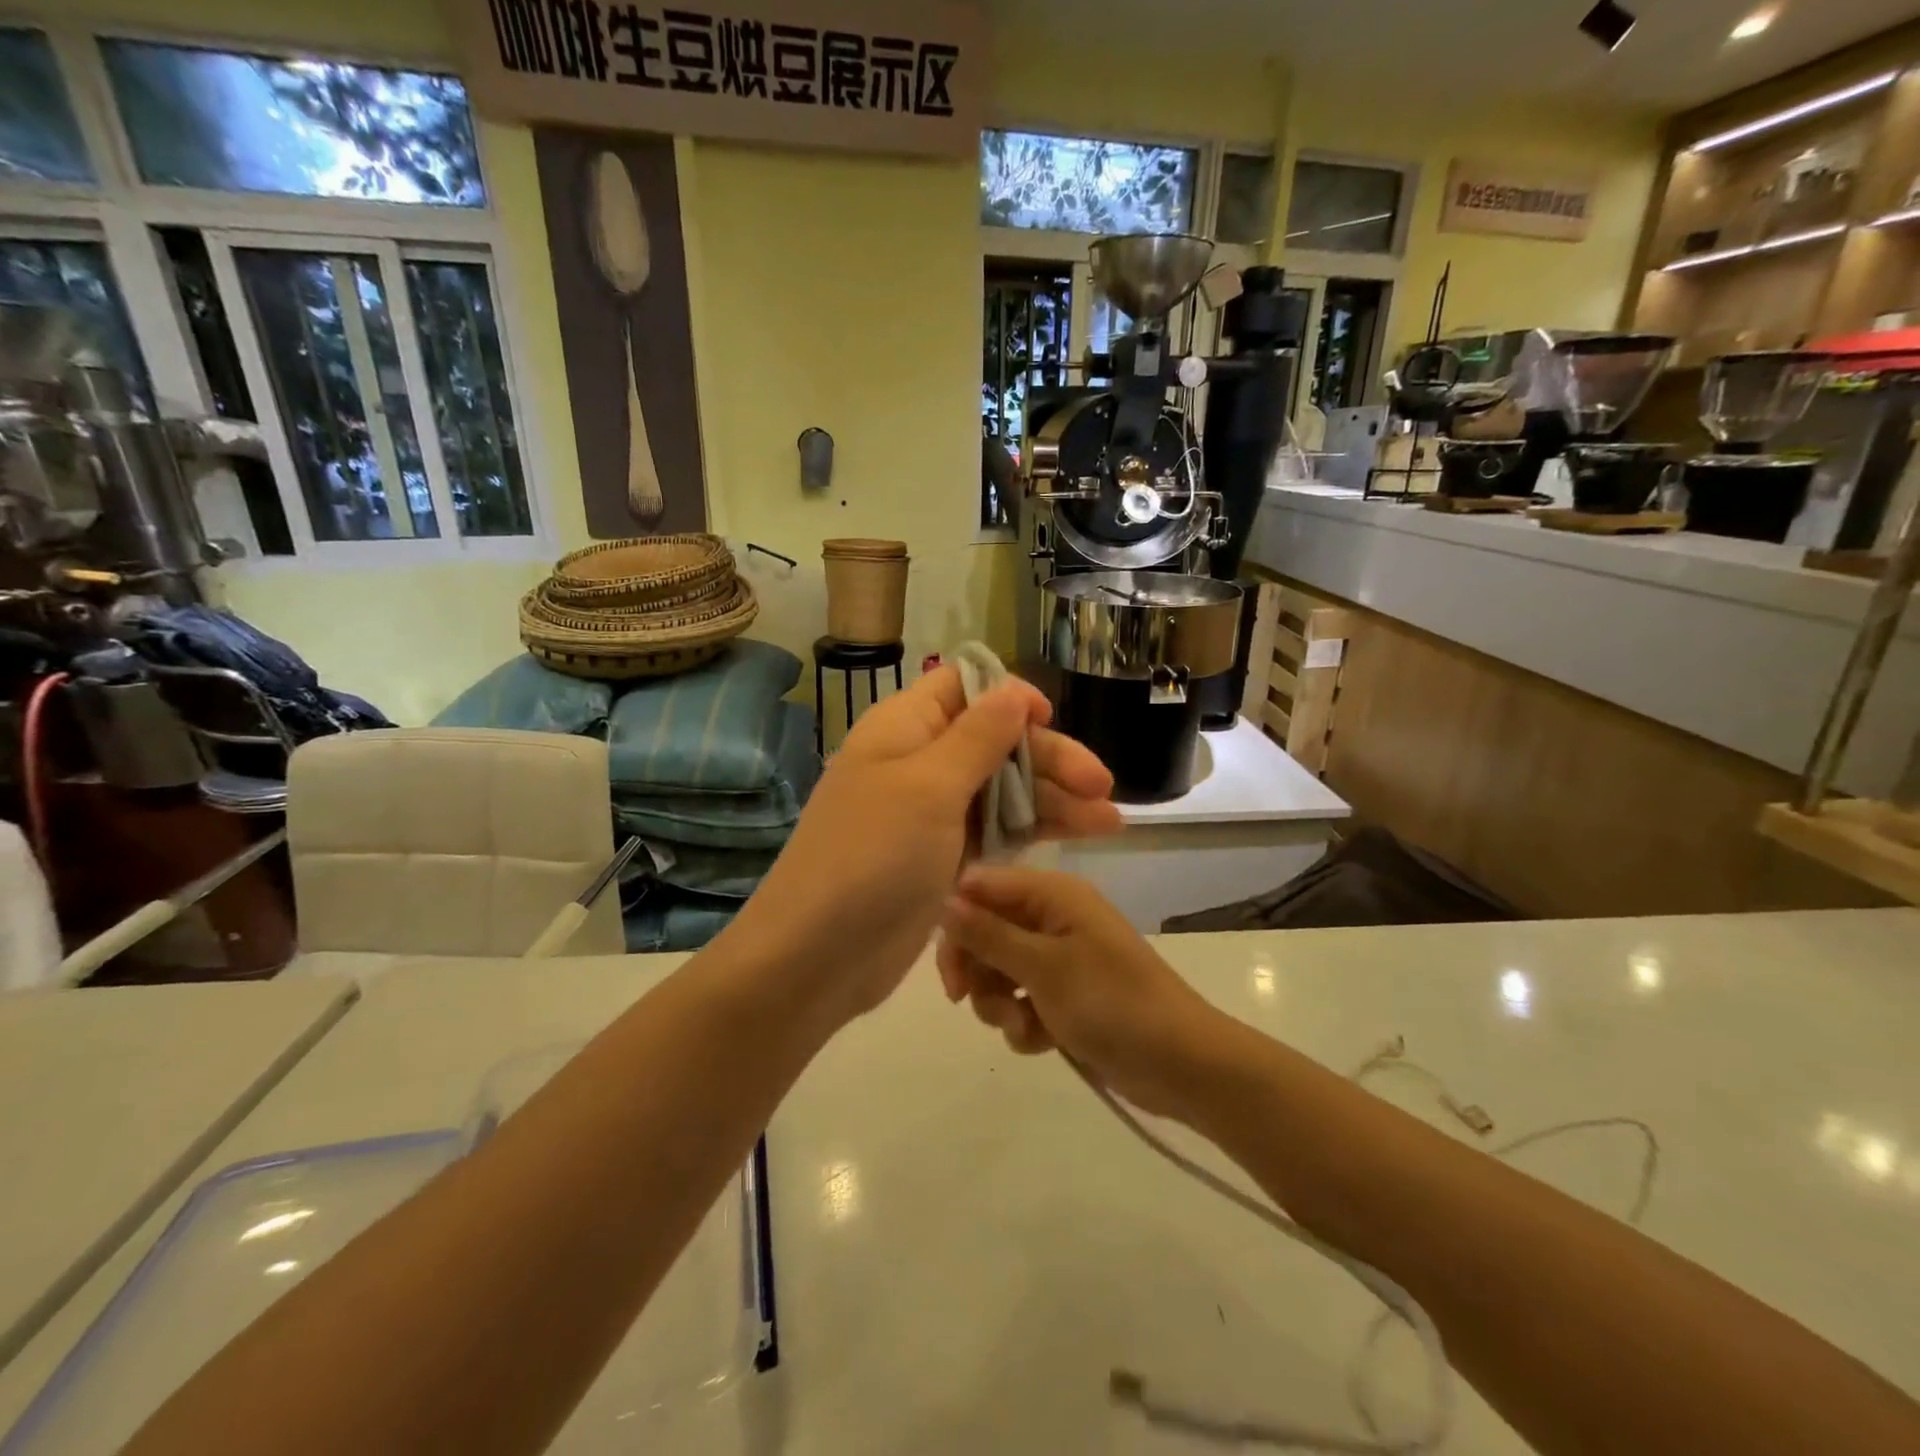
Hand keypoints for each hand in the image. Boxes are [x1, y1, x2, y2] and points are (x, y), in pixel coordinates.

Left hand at [729, 664, 1121, 1025]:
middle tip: (1102, 786)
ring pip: (1002, 789)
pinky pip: (995, 830)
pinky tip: (1079, 836)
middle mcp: (918, 762)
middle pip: (994, 742)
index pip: (962, 687)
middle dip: (1048, 758)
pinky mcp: (942, 857)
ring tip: (1111, 821)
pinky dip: (1033, 831)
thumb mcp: (929, 787)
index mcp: (904, 729)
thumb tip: (1013, 690)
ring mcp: (930, 814)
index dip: (1008, 697)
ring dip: (1053, 799)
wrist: (819, 955)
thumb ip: (978, 736)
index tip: (1050, 720)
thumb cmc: (873, 856)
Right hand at [937, 866, 1228, 1118]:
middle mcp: (1053, 917)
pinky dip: (1024, 1022)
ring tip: (1023, 1025)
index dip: (957, 919)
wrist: (1180, 1064)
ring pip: (998, 970)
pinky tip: (1045, 1041)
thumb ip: (988, 934)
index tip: (948, 964)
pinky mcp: (1064, 995)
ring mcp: (1059, 958)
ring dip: (999, 1003)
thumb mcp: (1043, 967)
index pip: (982, 886)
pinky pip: (1021, 1000)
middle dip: (976, 969)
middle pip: (985, 930)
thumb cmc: (1111, 1003)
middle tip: (965, 999)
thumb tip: (943, 900)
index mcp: (1052, 894)